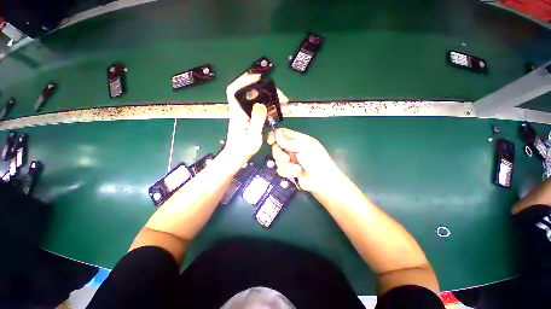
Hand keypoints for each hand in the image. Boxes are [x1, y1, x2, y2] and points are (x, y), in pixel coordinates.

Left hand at [224, 73, 288, 162]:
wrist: (238, 156)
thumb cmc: (242, 148)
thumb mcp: (252, 135)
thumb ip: (257, 119)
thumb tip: (261, 104)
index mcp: (237, 112)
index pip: (234, 90)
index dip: (244, 80)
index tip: (258, 78)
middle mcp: (242, 110)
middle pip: (253, 93)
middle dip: (268, 91)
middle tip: (281, 96)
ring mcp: (247, 114)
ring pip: (259, 101)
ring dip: (272, 100)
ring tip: (285, 104)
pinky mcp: (252, 119)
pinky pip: (262, 109)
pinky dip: (271, 108)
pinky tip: (280, 111)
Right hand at [267, 128, 340, 192]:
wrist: (321, 181)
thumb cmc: (316, 160)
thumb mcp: (304, 147)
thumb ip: (288, 140)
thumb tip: (276, 133)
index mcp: (297, 139)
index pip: (281, 133)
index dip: (274, 136)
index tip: (271, 141)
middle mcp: (291, 149)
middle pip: (276, 147)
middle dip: (280, 154)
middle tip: (287, 159)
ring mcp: (289, 160)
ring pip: (277, 160)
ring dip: (287, 166)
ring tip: (298, 169)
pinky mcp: (288, 171)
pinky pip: (280, 170)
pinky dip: (289, 173)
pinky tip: (298, 174)